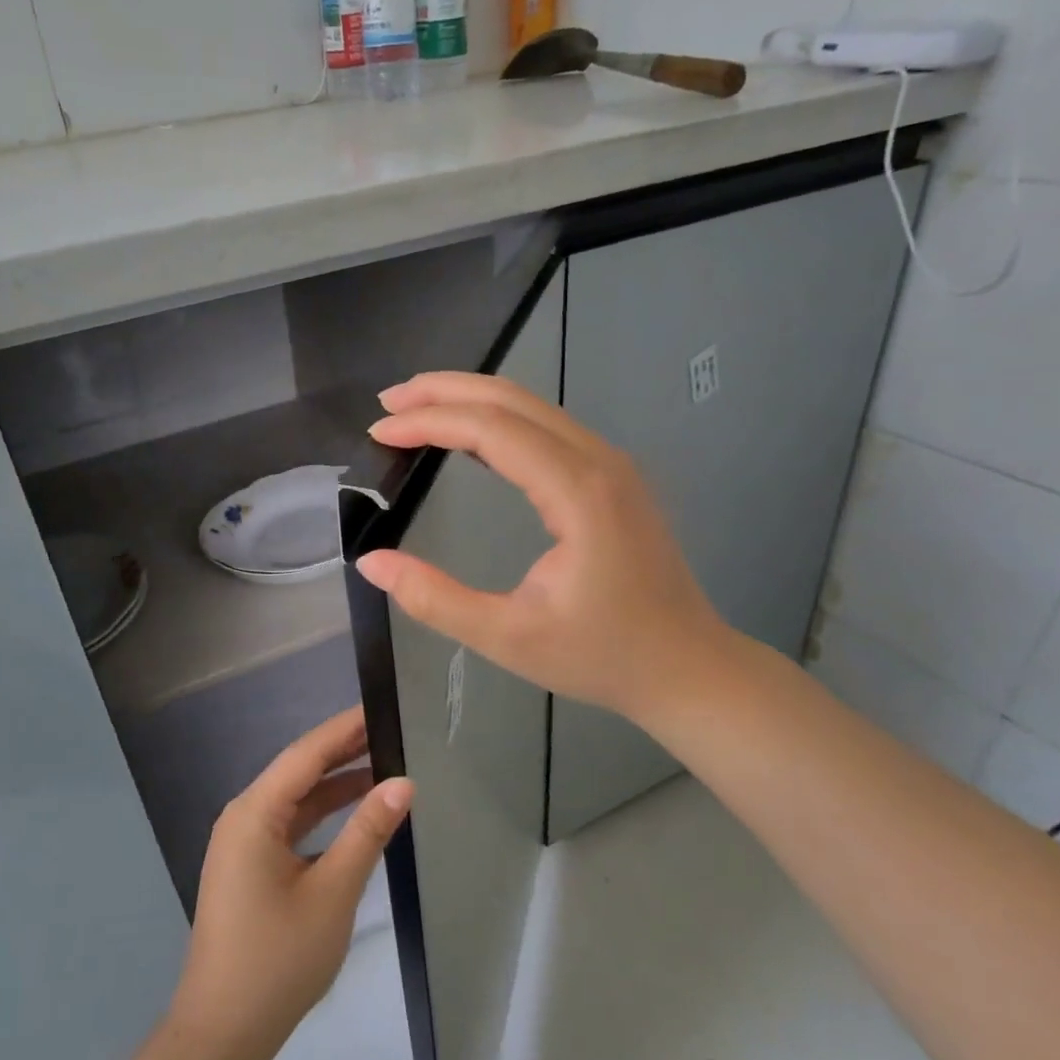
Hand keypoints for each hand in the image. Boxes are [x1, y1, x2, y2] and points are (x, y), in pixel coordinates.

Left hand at [171, 707, 411, 1059]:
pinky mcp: (251, 866)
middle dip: (344, 750)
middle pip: (299, 770)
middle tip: (392, 730)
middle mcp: (243, 817)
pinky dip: (323, 814)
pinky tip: (356, 812)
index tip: (382, 706)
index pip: (306, 754)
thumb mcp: (333, 892)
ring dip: (336, 783)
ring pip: (296, 798)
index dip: (345, 728)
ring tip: (384, 763)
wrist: (223, 1033)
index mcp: (254, 813)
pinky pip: (291, 824)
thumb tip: (404, 782)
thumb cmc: (278, 959)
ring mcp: (244, 843)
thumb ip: (367, 832)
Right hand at [356, 373, 730, 728]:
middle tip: (388, 403)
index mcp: (578, 492)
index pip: (492, 429)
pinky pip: (548, 428)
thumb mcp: (507, 637)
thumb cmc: (602, 656)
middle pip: (513, 400)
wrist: (687, 667)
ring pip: (533, 407)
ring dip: (471, 400)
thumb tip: (372, 563)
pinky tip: (469, 437)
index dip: (430, 422)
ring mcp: (612, 465)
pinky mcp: (613, 478)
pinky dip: (499, 421)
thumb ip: (435, 599)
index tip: (379, 431)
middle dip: (445, 392)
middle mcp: (599, 461)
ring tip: (416, 409)